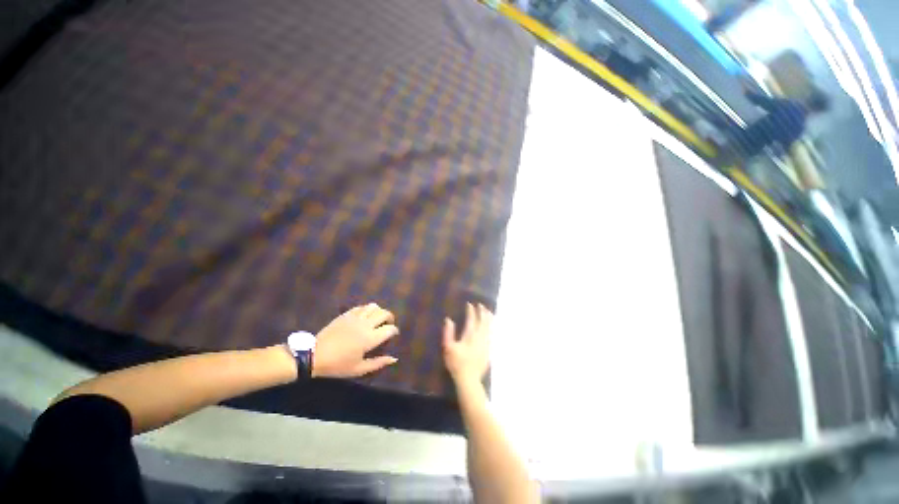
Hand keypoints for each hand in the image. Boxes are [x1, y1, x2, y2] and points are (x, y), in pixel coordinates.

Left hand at [313, 303, 398, 377]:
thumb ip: (378, 363)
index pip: (390, 329)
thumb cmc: (338, 365)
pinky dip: (367, 309)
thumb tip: (394, 358)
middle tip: (388, 324)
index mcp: (370, 338)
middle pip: (384, 313)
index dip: (394, 331)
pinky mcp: (347, 314)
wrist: (314, 355)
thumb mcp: (359, 369)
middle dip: (390, 318)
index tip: (393, 335)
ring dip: (379, 311)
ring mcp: (356, 317)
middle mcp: (366, 324)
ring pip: (374, 306)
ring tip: (377, 319)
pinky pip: (361, 307)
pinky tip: (365, 316)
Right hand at [443, 303, 492, 385]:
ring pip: (489, 328)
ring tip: (489, 312)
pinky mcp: (488, 350)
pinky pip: (491, 335)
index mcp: (469, 335)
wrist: (469, 379)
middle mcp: (479, 337)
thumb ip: (448, 332)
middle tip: (481, 305)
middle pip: (483, 322)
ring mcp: (485, 344)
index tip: (470, 304)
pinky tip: (491, 327)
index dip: (471, 311)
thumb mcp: (448, 348)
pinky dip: (491, 328)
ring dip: (488, 318)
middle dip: (482, 312)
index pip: (471, 320)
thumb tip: (448, 319)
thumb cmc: (456, 363)